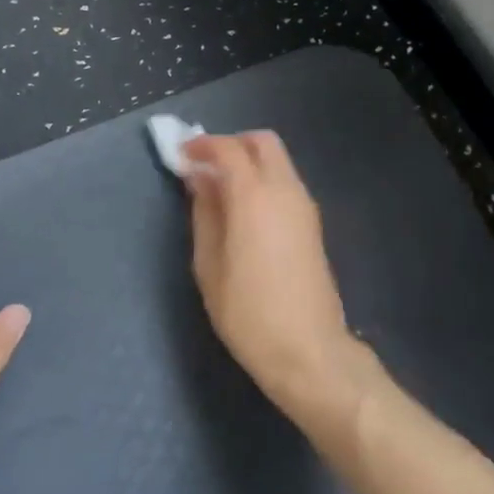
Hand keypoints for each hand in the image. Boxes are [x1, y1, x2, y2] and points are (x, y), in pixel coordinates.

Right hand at [181, 131, 373, 427]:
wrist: (308, 351)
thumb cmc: (248, 313)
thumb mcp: (209, 265)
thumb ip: (204, 214)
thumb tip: (200, 180)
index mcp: (255, 197)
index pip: (228, 149)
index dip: (202, 145)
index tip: (180, 154)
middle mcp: (285, 191)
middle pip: (262, 142)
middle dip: (231, 144)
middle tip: (204, 165)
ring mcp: (304, 206)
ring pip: (278, 161)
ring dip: (248, 162)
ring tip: (219, 190)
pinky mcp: (313, 224)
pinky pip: (286, 183)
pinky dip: (262, 180)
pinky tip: (243, 209)